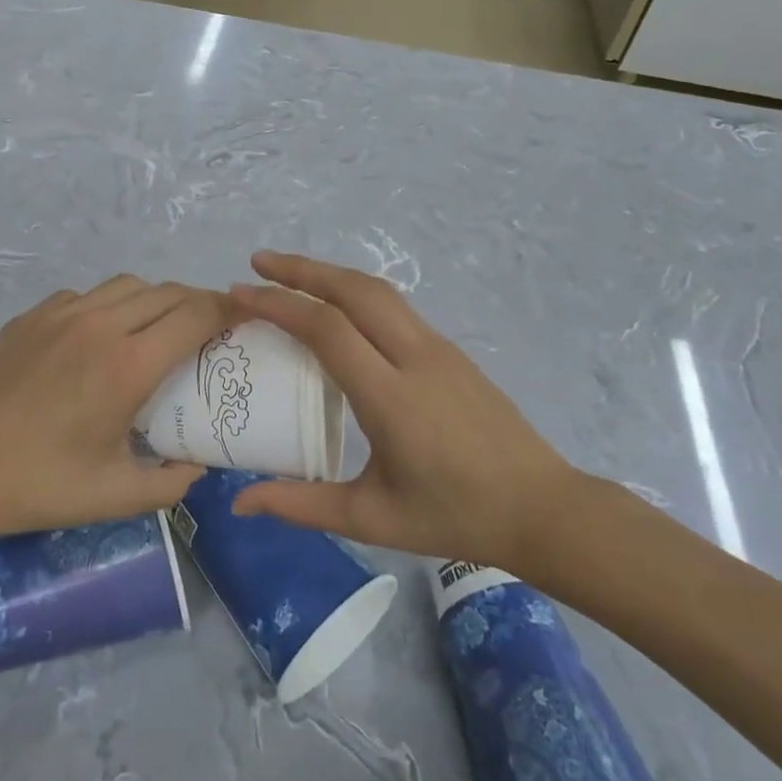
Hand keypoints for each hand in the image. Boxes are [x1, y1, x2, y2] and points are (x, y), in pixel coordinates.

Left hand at [0, 276, 235, 548]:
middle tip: (209, 328)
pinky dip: (109, 306)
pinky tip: (101, 338)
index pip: (195, 314)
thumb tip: (200, 467)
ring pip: (127, 286)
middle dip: (198, 302)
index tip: (247, 315)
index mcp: (127, 366)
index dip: (228, 309)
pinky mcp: (31, 316)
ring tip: (158, 329)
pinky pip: (86, 295)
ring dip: (155, 300)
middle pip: (168, 291)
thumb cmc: (42, 486)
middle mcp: (99, 326)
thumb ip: (173, 482)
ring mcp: (60, 315)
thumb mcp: (117, 497)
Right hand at [228, 253, 596, 582]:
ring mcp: (439, 349)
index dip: (279, 304)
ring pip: (378, 291)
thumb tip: (239, 502)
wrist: (542, 508)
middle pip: (354, 290)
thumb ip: (301, 505)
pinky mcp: (452, 352)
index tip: (240, 294)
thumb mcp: (371, 518)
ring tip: (290, 275)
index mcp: (392, 397)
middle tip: (258, 262)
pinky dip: (356, 294)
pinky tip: (339, 310)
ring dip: (331, 275)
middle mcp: (416, 357)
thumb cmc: (455, 517)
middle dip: (302, 268)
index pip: (328, 330)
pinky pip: (396, 308)